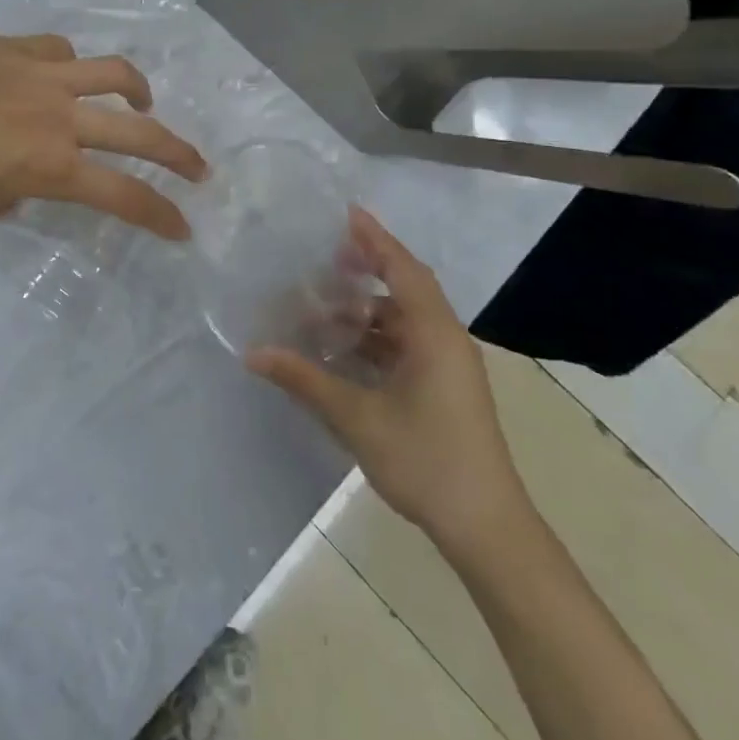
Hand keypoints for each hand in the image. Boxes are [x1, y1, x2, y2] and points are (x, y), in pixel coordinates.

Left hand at [0, 34, 207, 238]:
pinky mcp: (16, 47)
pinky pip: (60, 50)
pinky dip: (72, 65)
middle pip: (140, 133)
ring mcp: (41, 75)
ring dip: (139, 91)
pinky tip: (63, 74)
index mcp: (51, 166)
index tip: (182, 228)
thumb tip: (30, 180)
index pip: (124, 195)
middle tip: (198, 168)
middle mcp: (60, 118)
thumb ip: (21, 192)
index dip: (160, 214)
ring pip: (114, 73)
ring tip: (145, 102)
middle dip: (179, 155)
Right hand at [247, 208, 530, 551]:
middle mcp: (445, 339)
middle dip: (370, 268)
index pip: (403, 269)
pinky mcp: (445, 386)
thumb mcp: (357, 418)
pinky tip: (346, 348)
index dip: (375, 239)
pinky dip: (378, 338)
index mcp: (434, 334)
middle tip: (327, 258)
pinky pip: (409, 344)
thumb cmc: (425, 460)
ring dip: (369, 310)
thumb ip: (305, 379)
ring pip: (406, 320)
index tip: (347, 213)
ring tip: (325, 306)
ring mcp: (449, 365)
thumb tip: (253, 353)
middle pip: (407, 287)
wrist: (485, 526)